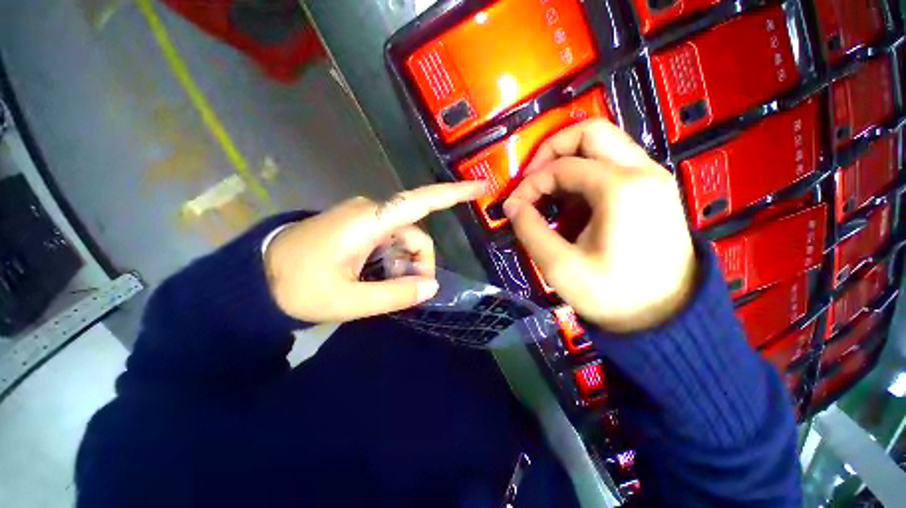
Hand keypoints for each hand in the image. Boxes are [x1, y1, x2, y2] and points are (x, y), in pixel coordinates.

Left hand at [265, 181, 485, 321]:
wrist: (255, 277)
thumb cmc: (297, 287)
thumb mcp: (349, 301)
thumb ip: (395, 294)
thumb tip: (432, 286)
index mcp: (369, 221)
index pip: (421, 201)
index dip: (453, 194)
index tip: (480, 187)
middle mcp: (370, 211)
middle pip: (415, 232)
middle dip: (419, 262)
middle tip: (410, 291)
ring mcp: (363, 217)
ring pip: (403, 238)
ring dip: (404, 263)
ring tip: (387, 289)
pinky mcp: (358, 225)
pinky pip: (389, 239)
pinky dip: (393, 259)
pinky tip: (379, 277)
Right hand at [503, 119, 696, 332]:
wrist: (665, 317)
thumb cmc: (612, 295)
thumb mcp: (560, 266)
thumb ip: (530, 229)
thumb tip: (512, 205)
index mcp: (621, 188)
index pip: (562, 167)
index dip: (530, 183)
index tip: (515, 206)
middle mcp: (643, 170)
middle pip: (590, 131)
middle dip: (552, 150)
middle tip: (532, 178)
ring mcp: (653, 177)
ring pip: (604, 143)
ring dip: (569, 159)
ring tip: (549, 190)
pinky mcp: (654, 189)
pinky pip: (614, 162)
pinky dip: (586, 171)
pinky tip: (572, 199)